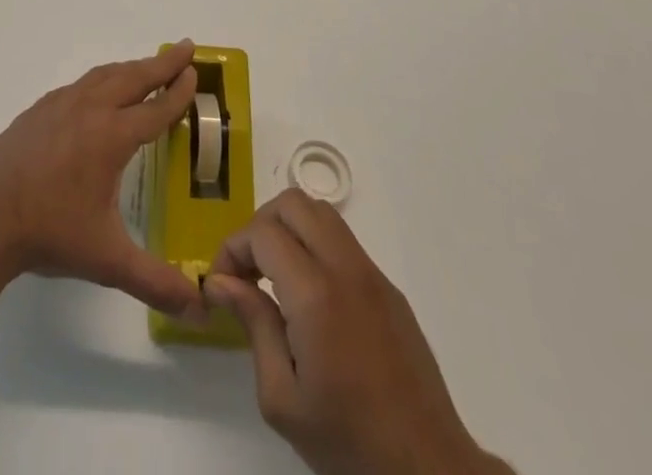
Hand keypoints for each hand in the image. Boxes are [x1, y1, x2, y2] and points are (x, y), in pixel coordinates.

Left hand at [0, 41, 205, 318]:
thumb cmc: (50, 233)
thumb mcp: (107, 261)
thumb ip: (154, 281)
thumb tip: (198, 306)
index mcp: (111, 137)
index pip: (155, 108)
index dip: (178, 91)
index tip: (194, 72)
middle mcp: (90, 110)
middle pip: (133, 77)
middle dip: (162, 63)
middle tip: (185, 48)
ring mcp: (60, 105)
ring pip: (105, 75)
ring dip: (132, 67)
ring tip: (148, 66)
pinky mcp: (39, 109)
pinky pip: (81, 84)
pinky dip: (102, 78)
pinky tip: (99, 90)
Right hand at [205, 190, 509, 474]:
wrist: (430, 472)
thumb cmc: (349, 444)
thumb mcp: (283, 399)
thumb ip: (253, 326)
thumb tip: (220, 281)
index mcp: (316, 294)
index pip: (263, 233)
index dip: (233, 247)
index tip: (221, 283)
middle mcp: (345, 268)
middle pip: (293, 204)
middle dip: (260, 225)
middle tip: (247, 270)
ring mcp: (373, 274)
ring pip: (321, 213)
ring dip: (289, 229)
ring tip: (275, 277)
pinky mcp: (390, 289)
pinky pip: (344, 242)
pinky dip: (315, 246)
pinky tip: (310, 297)